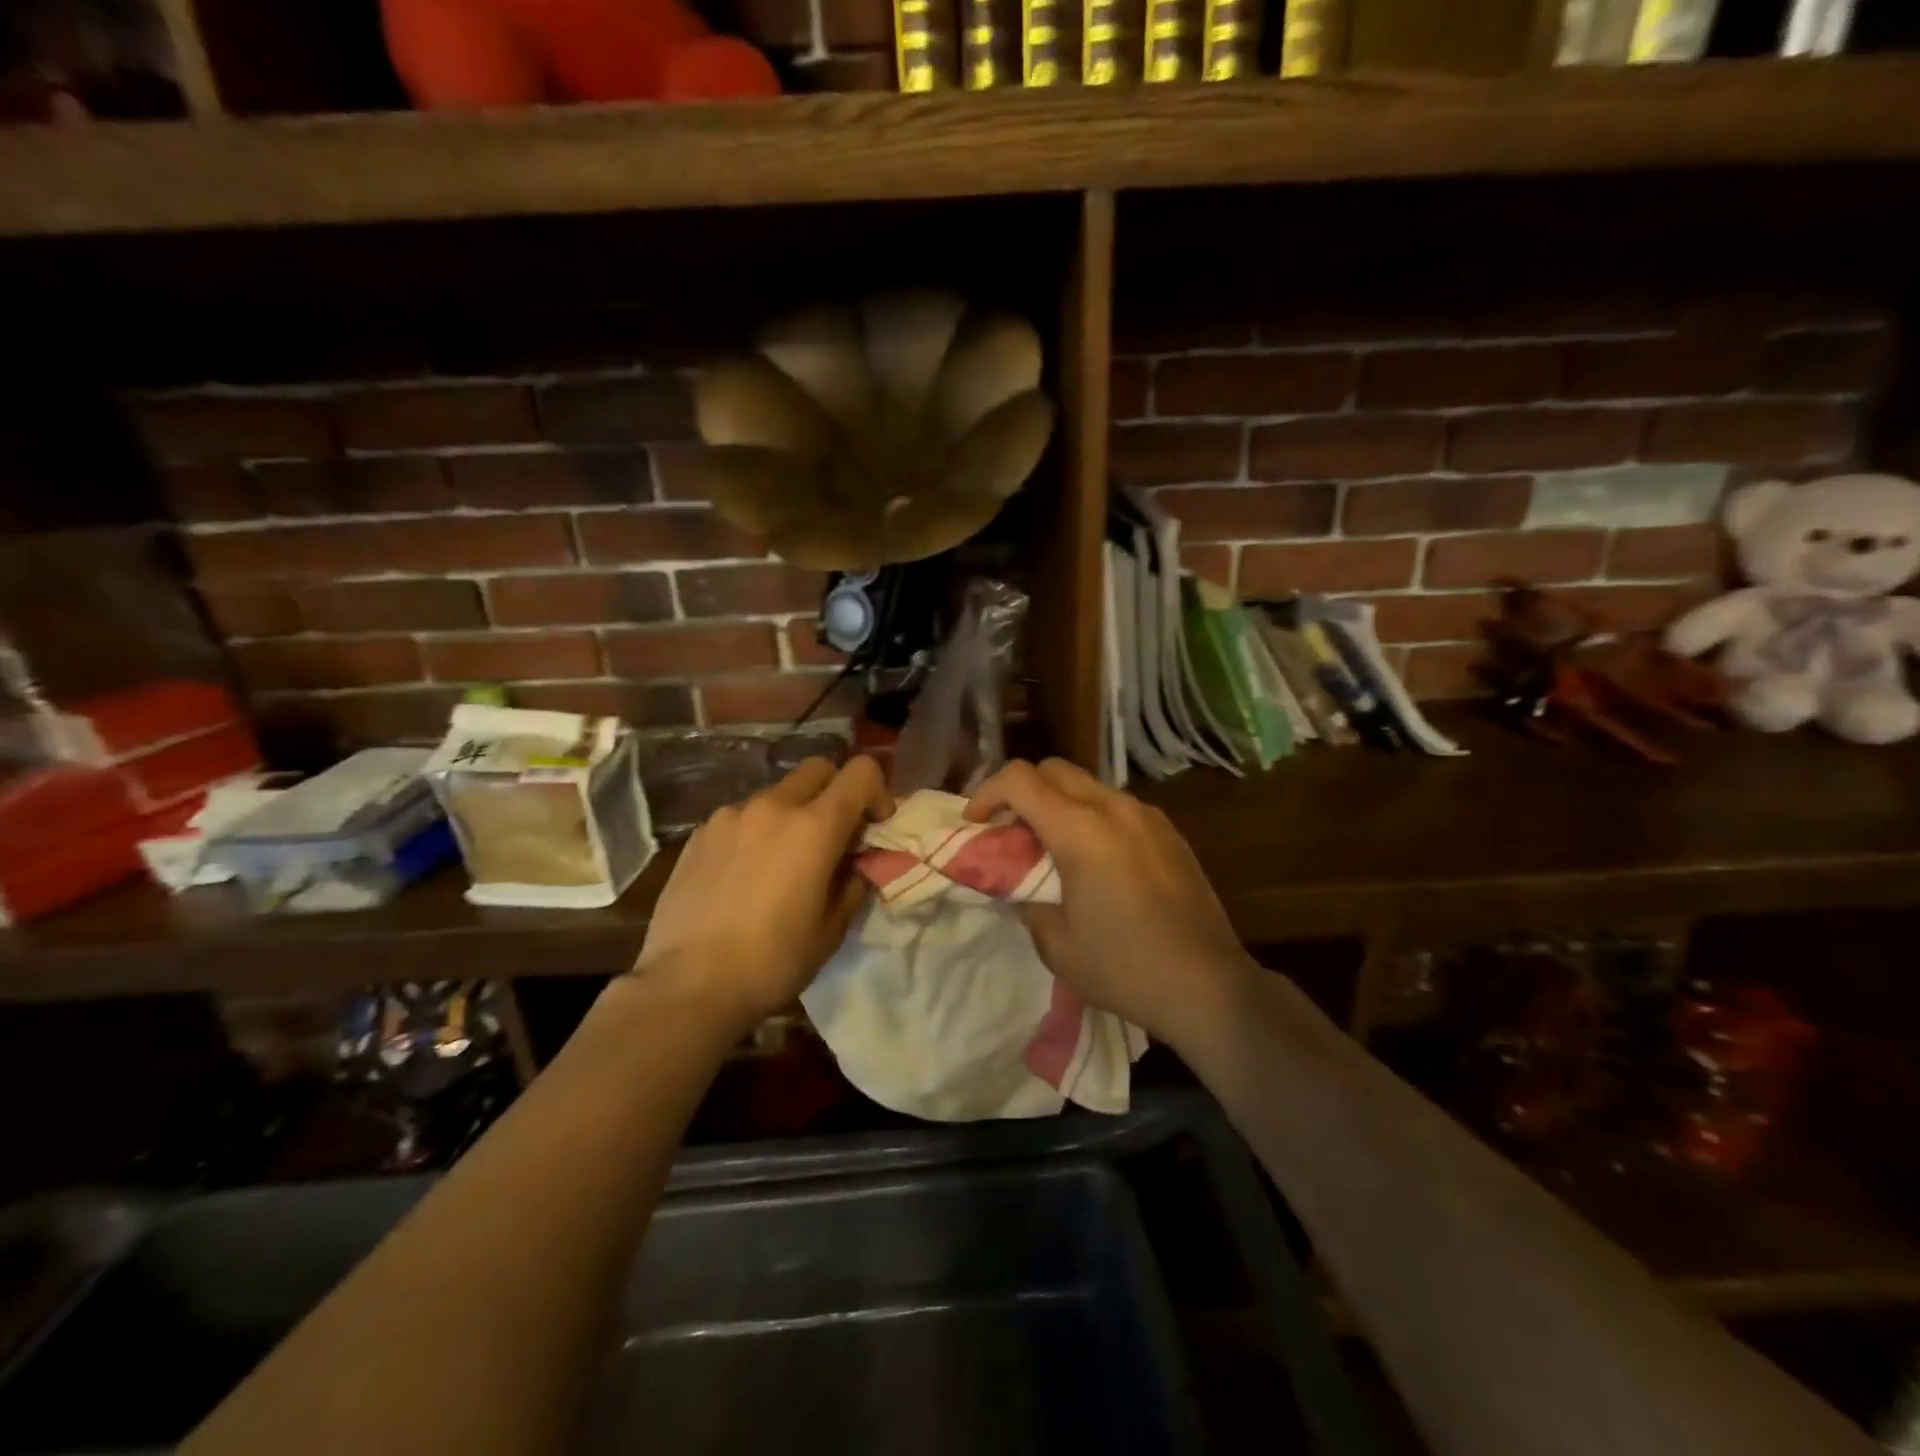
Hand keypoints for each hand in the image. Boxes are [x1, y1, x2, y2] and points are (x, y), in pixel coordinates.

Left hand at [632, 756, 890, 1032]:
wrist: (688, 985)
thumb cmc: (773, 961)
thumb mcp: (832, 929)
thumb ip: (853, 882)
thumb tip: (856, 864)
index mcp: (814, 826)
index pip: (860, 772)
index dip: (877, 792)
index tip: (873, 827)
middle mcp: (772, 806)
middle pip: (818, 769)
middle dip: (836, 792)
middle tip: (834, 836)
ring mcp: (730, 815)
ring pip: (777, 793)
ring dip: (794, 813)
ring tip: (784, 861)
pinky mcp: (699, 833)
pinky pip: (742, 816)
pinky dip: (757, 831)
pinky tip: (745, 874)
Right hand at [967, 758, 1255, 1046]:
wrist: (1208, 986)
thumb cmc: (1124, 967)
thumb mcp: (1056, 943)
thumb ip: (1027, 899)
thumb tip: (1020, 882)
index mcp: (1081, 830)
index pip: (1020, 779)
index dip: (987, 793)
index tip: (976, 824)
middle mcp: (1114, 808)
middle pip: (1053, 769)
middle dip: (1021, 791)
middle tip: (1008, 831)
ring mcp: (1147, 816)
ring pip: (1087, 784)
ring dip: (1058, 803)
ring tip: (1050, 846)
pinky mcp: (1169, 832)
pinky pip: (1116, 805)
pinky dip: (1090, 816)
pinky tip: (1094, 859)